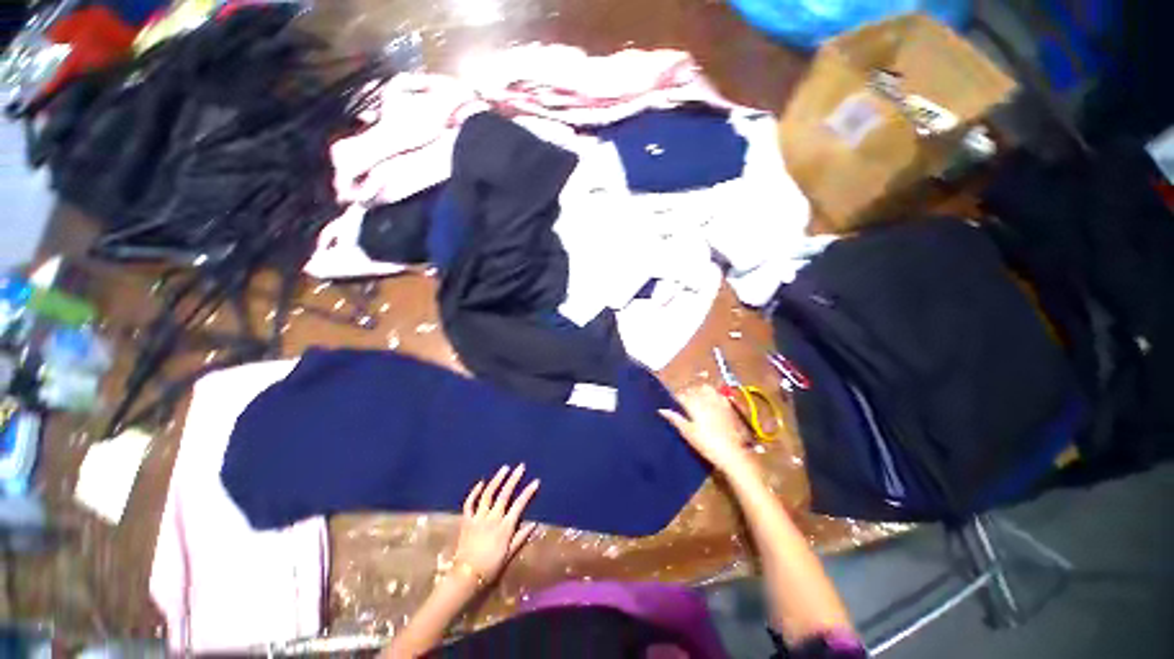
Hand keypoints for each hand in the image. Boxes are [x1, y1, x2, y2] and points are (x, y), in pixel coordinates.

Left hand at [454, 464, 539, 584]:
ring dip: (497, 479)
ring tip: (504, 468)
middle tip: (520, 467)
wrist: (465, 576)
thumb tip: (534, 524)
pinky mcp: (467, 520)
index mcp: (505, 527)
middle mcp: (492, 518)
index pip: (519, 505)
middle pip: (504, 494)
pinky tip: (481, 482)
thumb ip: (520, 537)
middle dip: (514, 479)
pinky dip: (475, 492)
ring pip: (488, 494)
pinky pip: (470, 503)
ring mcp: (478, 518)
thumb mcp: (509, 554)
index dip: (528, 492)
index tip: (535, 481)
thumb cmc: (490, 567)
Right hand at [660, 386, 754, 474]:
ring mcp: (718, 400)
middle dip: (686, 394)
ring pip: (705, 388)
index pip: (680, 395)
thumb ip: (675, 418)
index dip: (675, 399)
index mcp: (693, 403)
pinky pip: (717, 393)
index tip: (672, 405)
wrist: (733, 452)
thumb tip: (661, 410)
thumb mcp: (687, 433)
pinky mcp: (728, 405)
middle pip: (692, 389)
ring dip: (698, 391)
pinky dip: (711, 394)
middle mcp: (705, 397)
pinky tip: (711, 402)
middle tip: (682, 404)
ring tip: (696, 400)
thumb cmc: (706, 444)